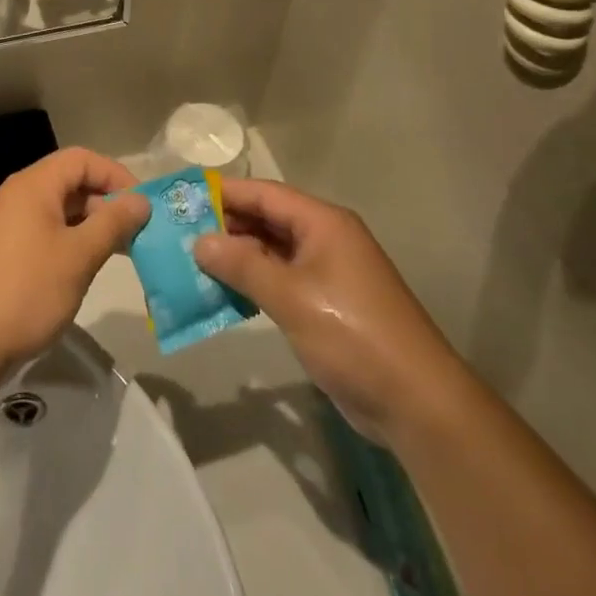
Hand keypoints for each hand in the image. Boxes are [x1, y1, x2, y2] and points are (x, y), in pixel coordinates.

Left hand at [0, 148, 148, 372]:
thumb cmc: (26, 290)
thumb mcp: (78, 256)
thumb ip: (112, 224)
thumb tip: (140, 200)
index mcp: (33, 186)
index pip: (82, 159)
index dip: (116, 175)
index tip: (143, 205)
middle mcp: (17, 196)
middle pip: (69, 182)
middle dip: (106, 202)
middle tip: (136, 234)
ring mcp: (6, 224)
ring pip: (58, 210)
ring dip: (89, 225)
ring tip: (118, 253)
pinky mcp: (2, 252)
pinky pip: (43, 232)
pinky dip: (69, 242)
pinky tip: (83, 270)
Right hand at [192, 179, 464, 443]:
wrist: (416, 402)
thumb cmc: (352, 335)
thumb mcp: (291, 297)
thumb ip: (243, 265)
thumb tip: (199, 241)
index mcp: (323, 223)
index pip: (265, 193)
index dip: (224, 193)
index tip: (183, 197)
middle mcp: (326, 239)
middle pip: (267, 219)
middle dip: (226, 224)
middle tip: (179, 232)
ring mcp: (328, 272)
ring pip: (272, 250)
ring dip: (237, 255)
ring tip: (192, 261)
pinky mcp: (327, 303)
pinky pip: (281, 278)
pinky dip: (253, 281)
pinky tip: (223, 292)